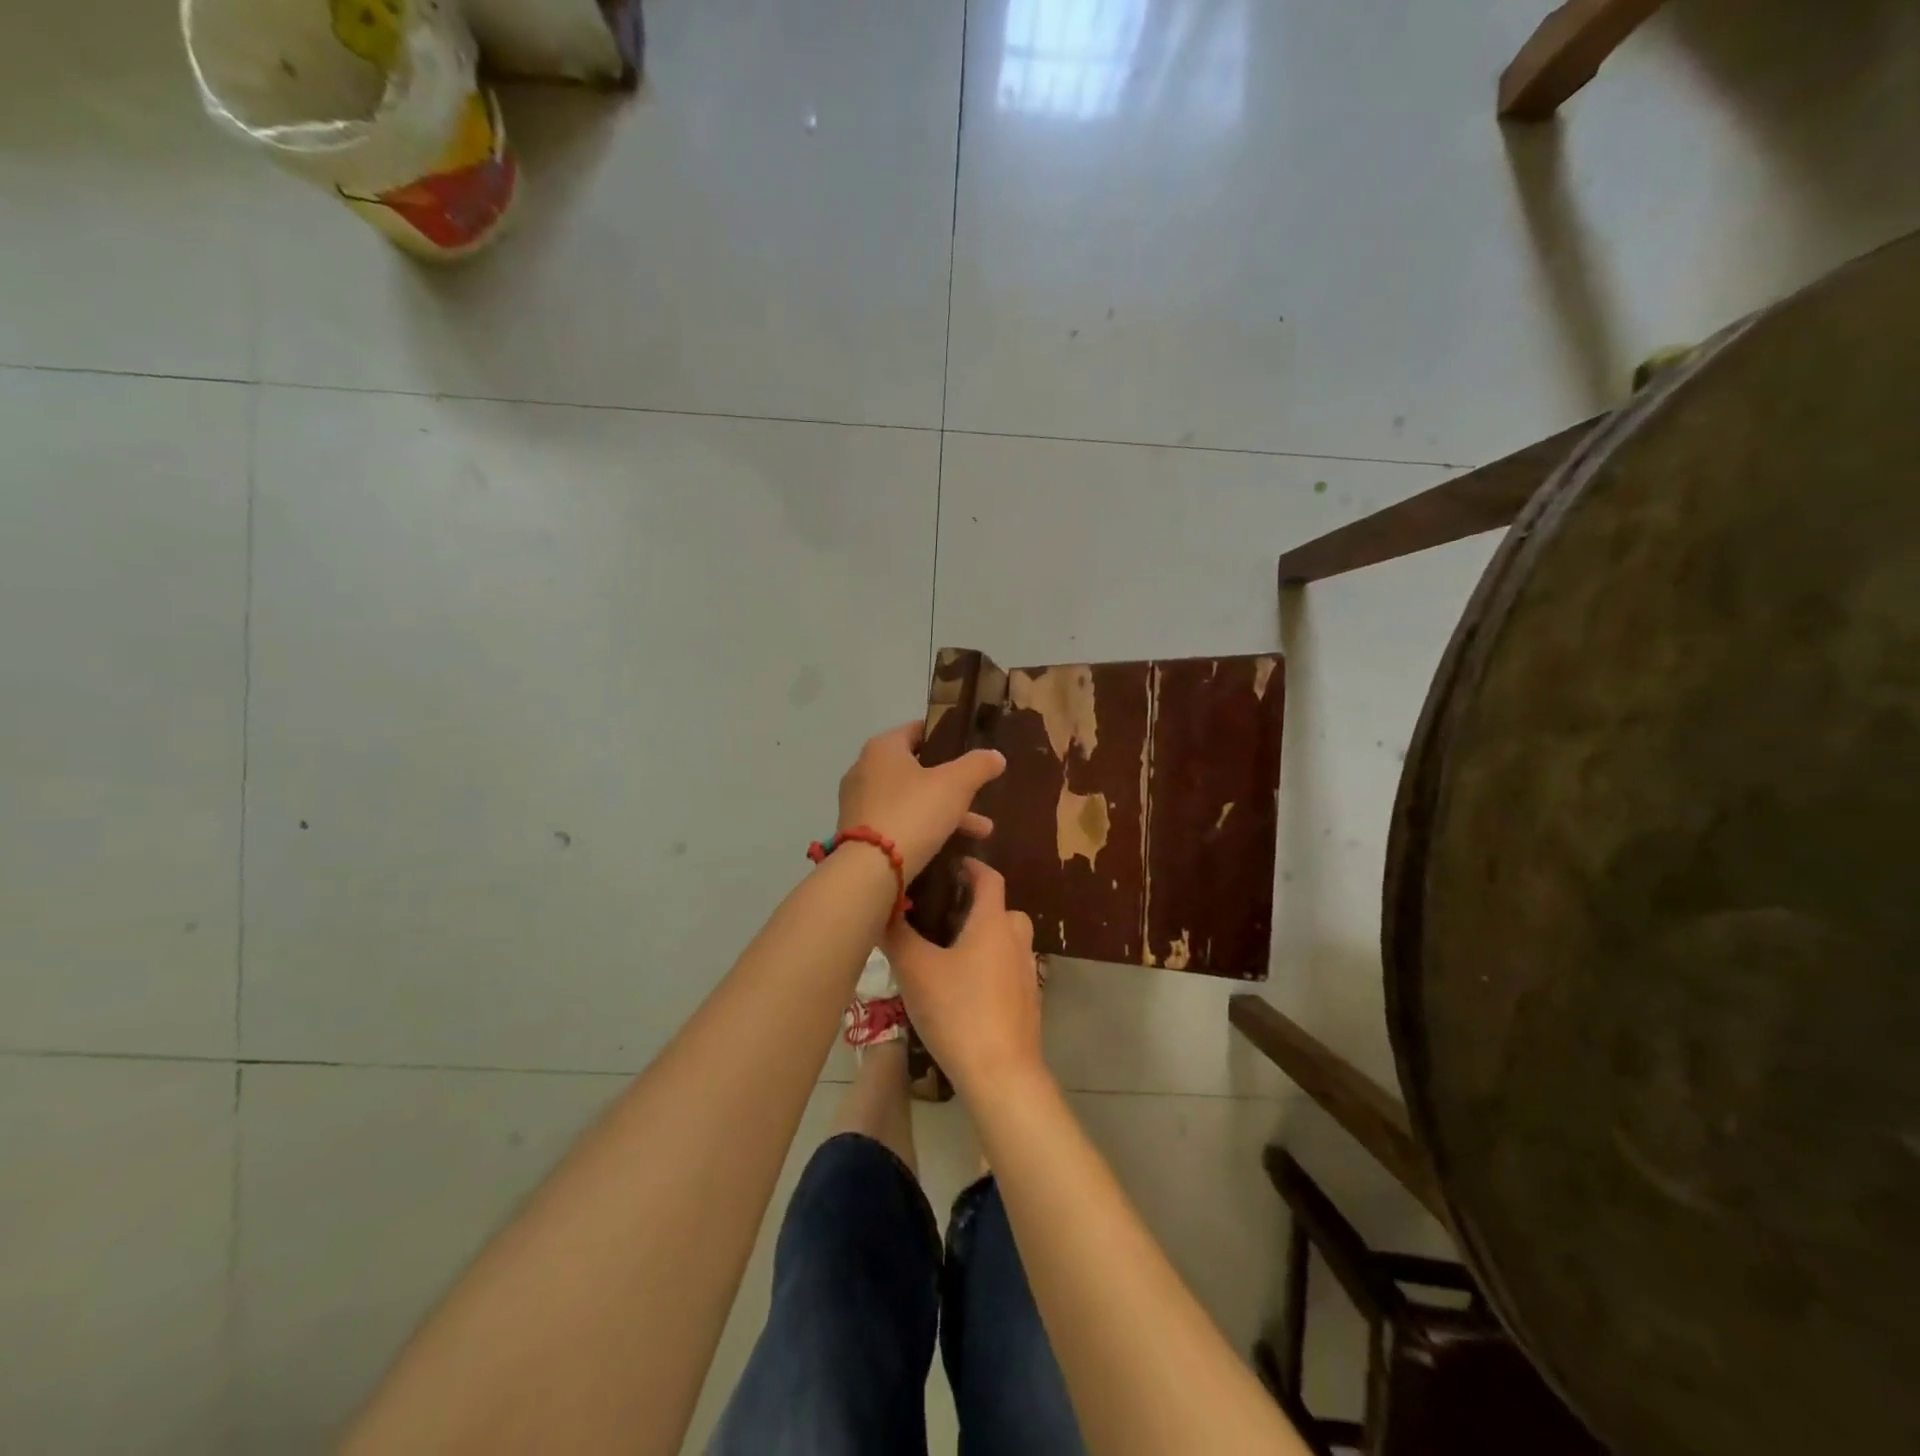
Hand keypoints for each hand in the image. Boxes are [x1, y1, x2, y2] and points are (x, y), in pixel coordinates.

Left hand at [836, 721, 1004, 879]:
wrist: (868, 869)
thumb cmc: (913, 812)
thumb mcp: (955, 785)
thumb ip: (978, 766)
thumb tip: (996, 755)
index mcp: (883, 748)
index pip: (917, 731)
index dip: (944, 738)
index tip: (968, 751)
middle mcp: (864, 769)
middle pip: (917, 770)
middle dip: (953, 787)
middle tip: (981, 799)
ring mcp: (858, 803)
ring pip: (910, 800)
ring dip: (945, 813)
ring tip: (982, 833)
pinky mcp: (857, 833)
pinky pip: (897, 823)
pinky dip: (922, 830)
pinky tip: (950, 848)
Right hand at [883, 860, 1043, 1095]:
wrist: (1001, 1074)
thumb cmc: (958, 1011)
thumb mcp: (916, 970)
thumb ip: (896, 935)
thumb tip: (880, 908)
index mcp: (994, 922)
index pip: (989, 877)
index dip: (970, 866)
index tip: (946, 865)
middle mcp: (1016, 938)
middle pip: (998, 908)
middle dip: (971, 905)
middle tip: (937, 914)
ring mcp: (1026, 970)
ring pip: (1003, 940)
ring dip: (979, 937)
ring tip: (943, 951)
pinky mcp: (1027, 1000)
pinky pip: (1006, 967)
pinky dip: (987, 965)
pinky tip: (961, 988)